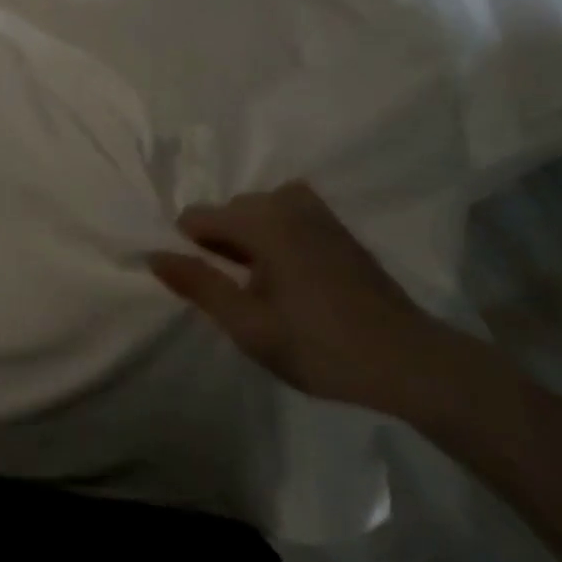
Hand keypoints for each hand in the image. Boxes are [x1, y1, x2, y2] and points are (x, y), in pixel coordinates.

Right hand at [150, 181, 450, 412]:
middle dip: (221, 246)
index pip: (197, 217)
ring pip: (256, 213)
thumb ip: (199, 285)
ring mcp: (315, 209)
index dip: (189, 251)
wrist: (409, 361)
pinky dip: (275, 237)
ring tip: (266, 289)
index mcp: (261, 221)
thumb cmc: (322, 347)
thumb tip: (153, 253)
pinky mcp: (335, 224)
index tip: (207, 289)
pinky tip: (292, 277)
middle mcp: (285, 201)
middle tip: (241, 297)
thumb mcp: (249, 326)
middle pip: (227, 212)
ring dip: (249, 242)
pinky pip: (285, 215)